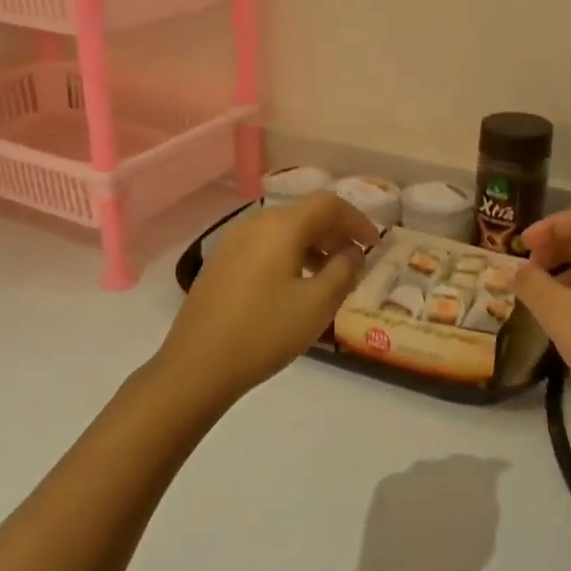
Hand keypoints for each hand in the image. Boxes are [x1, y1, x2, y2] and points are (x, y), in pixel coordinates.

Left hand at [153, 192, 378, 405]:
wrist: (196, 365)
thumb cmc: (264, 332)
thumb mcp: (317, 305)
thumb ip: (344, 271)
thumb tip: (352, 251)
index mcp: (281, 226)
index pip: (329, 204)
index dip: (357, 220)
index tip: (375, 244)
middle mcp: (255, 223)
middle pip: (305, 214)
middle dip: (335, 233)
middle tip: (356, 261)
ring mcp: (232, 242)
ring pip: (283, 231)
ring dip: (312, 246)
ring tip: (329, 277)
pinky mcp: (220, 263)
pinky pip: (264, 246)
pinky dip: (288, 255)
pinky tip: (293, 287)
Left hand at [355, 456, 508, 570]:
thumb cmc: (451, 569)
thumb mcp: (483, 542)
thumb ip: (485, 509)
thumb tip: (481, 493)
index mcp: (472, 483)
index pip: (486, 466)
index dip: (493, 468)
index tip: (500, 469)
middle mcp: (442, 468)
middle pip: (455, 464)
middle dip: (460, 475)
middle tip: (462, 494)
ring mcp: (412, 474)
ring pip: (428, 471)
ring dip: (434, 483)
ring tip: (434, 507)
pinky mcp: (387, 483)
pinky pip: (405, 484)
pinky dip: (410, 494)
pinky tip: (409, 515)